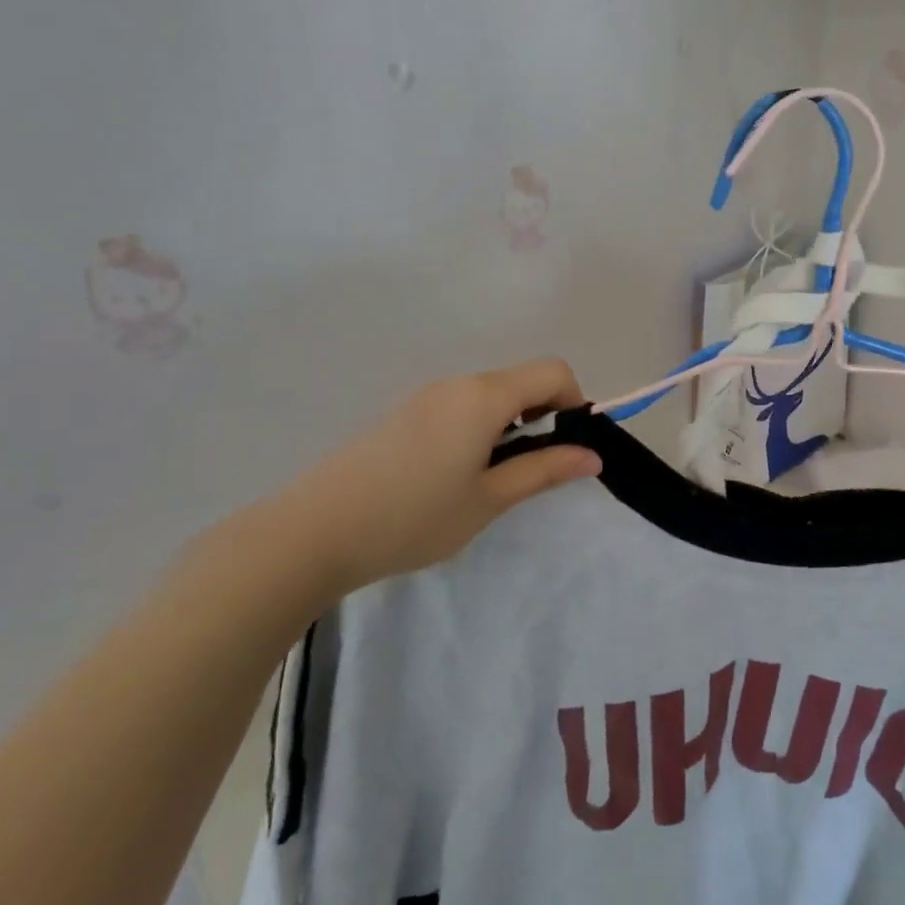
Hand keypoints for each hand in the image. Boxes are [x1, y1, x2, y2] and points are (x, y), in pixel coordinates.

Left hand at [260, 358, 601, 598]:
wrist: (312, 533)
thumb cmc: (414, 517)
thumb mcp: (489, 499)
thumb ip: (544, 471)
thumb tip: (592, 456)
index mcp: (483, 396)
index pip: (552, 371)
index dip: (574, 403)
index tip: (568, 448)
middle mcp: (456, 384)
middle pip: (521, 381)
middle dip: (543, 417)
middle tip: (533, 471)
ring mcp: (424, 397)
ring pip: (489, 396)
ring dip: (510, 426)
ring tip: (492, 481)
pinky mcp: (402, 415)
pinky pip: (459, 408)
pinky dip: (479, 430)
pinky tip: (454, 477)